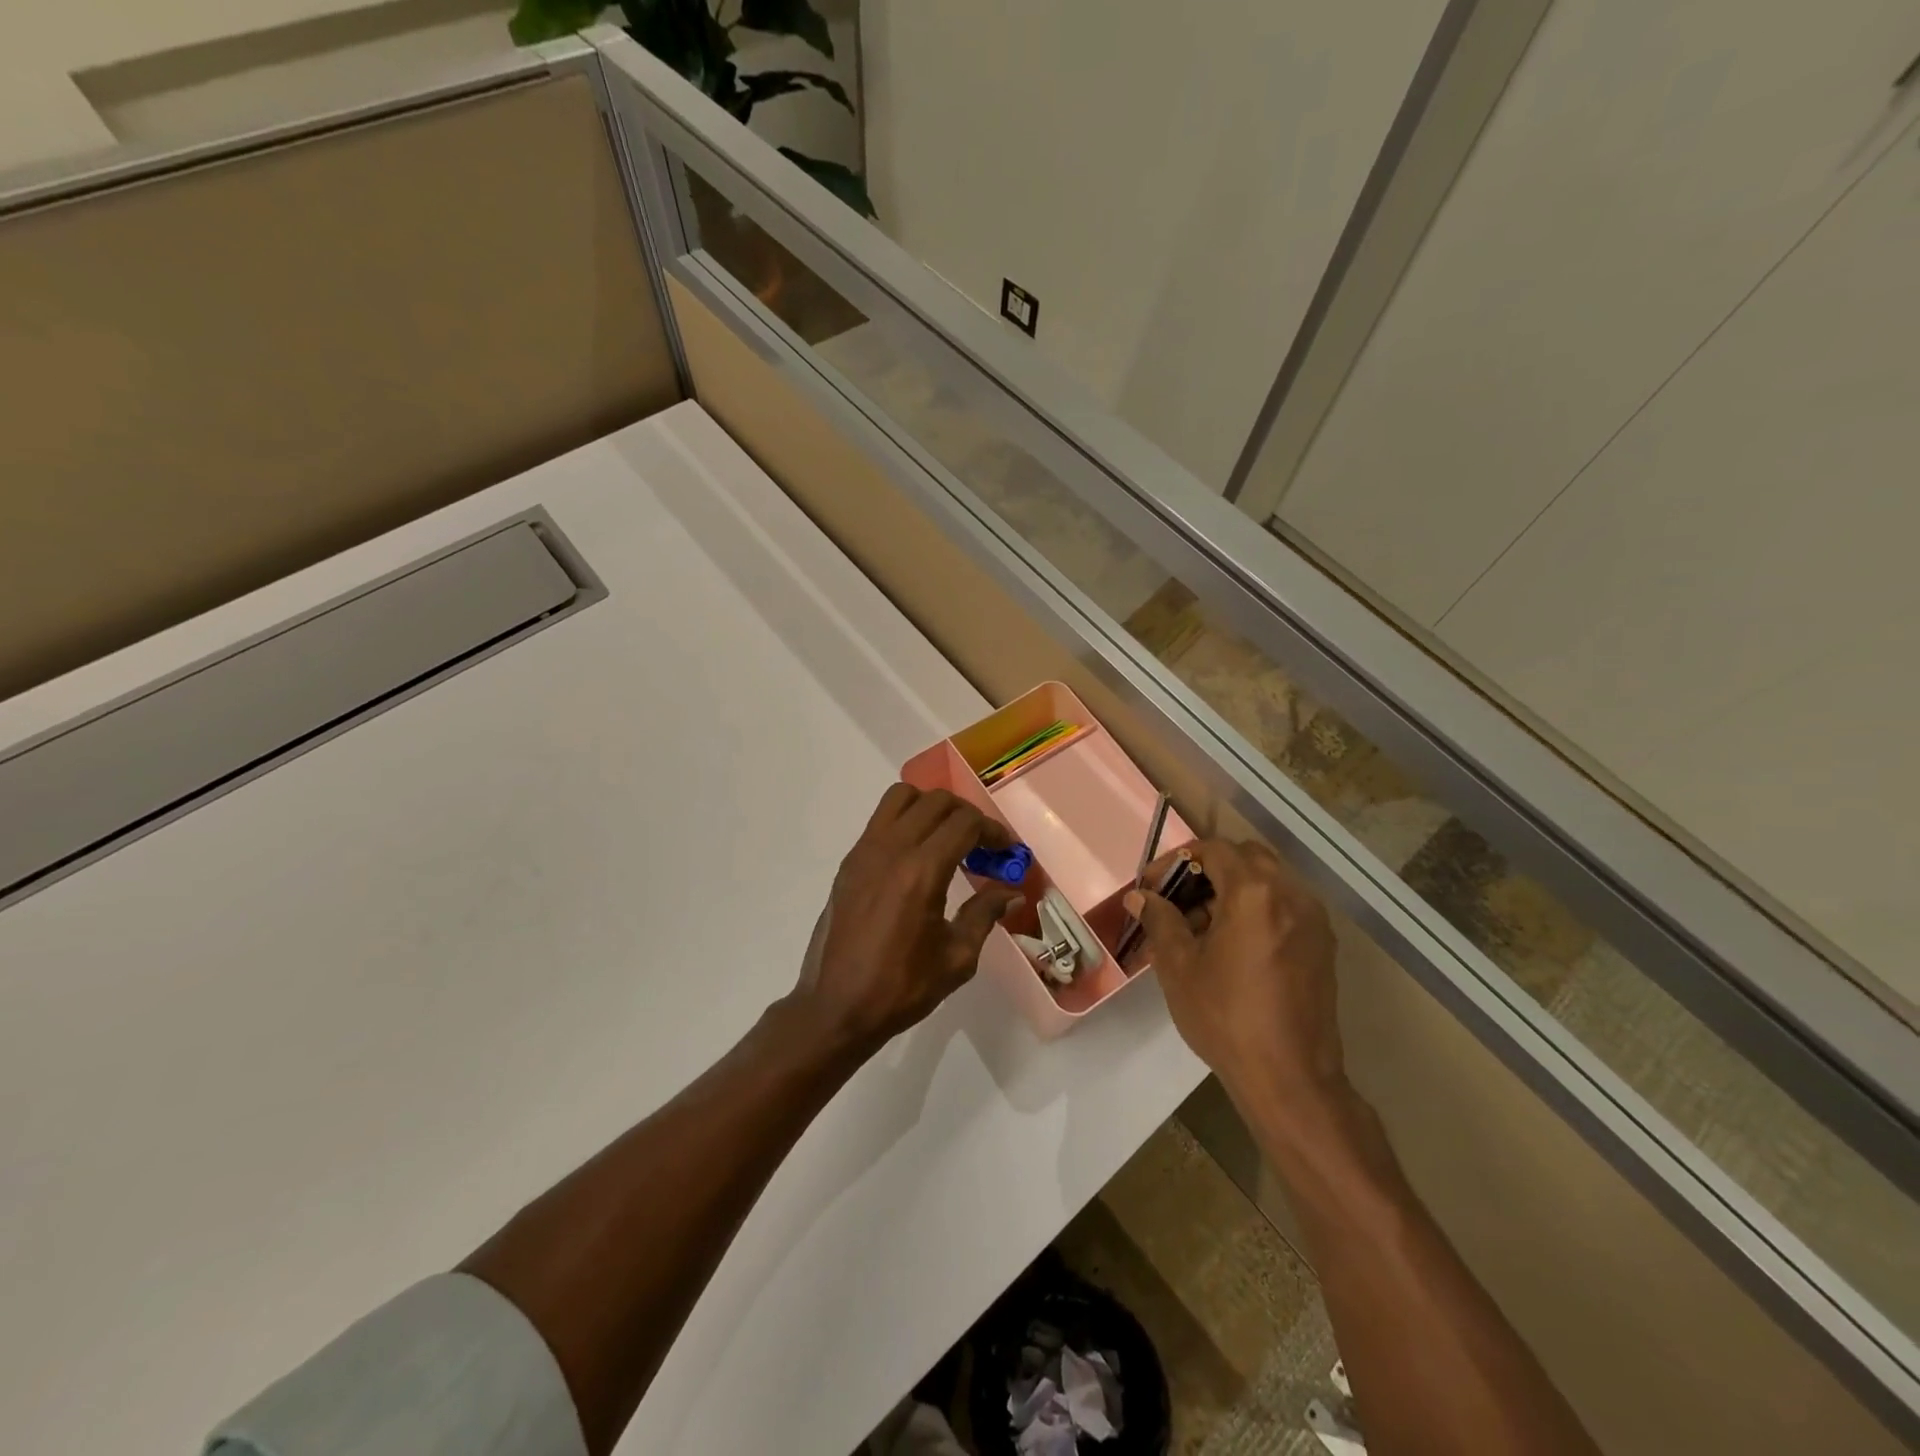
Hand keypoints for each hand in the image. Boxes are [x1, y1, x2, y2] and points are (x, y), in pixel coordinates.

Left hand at [790, 784, 1022, 1055]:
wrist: (835, 1007)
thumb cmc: (901, 987)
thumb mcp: (956, 957)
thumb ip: (984, 914)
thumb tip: (1011, 893)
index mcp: (921, 871)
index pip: (965, 823)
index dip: (994, 831)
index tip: (1008, 852)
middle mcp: (891, 849)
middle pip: (937, 801)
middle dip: (968, 816)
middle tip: (983, 846)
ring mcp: (864, 851)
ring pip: (902, 798)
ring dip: (932, 808)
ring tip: (947, 839)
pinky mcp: (849, 862)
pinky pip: (881, 820)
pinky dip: (906, 821)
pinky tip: (917, 857)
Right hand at [1126, 839, 1342, 1117]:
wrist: (1290, 1078)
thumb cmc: (1226, 1017)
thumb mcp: (1179, 966)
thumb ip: (1160, 920)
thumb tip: (1140, 897)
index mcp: (1254, 892)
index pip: (1213, 850)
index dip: (1176, 861)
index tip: (1153, 888)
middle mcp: (1291, 894)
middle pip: (1246, 858)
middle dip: (1207, 870)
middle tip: (1177, 899)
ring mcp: (1312, 919)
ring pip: (1267, 881)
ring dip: (1232, 890)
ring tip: (1200, 927)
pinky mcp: (1322, 945)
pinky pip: (1284, 906)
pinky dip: (1255, 909)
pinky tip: (1231, 945)